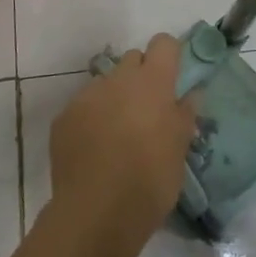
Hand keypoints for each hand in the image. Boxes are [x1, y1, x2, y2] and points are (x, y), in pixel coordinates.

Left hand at [48, 34, 196, 246]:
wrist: (96, 213)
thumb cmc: (150, 180)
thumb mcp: (179, 149)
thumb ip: (185, 114)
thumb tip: (191, 93)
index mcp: (152, 82)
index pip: (163, 43)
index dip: (170, 55)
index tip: (173, 78)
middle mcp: (118, 79)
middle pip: (133, 59)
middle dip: (141, 76)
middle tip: (148, 111)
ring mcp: (87, 96)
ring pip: (106, 83)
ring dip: (115, 98)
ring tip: (118, 134)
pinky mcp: (63, 118)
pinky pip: (83, 106)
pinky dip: (91, 119)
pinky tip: (95, 150)